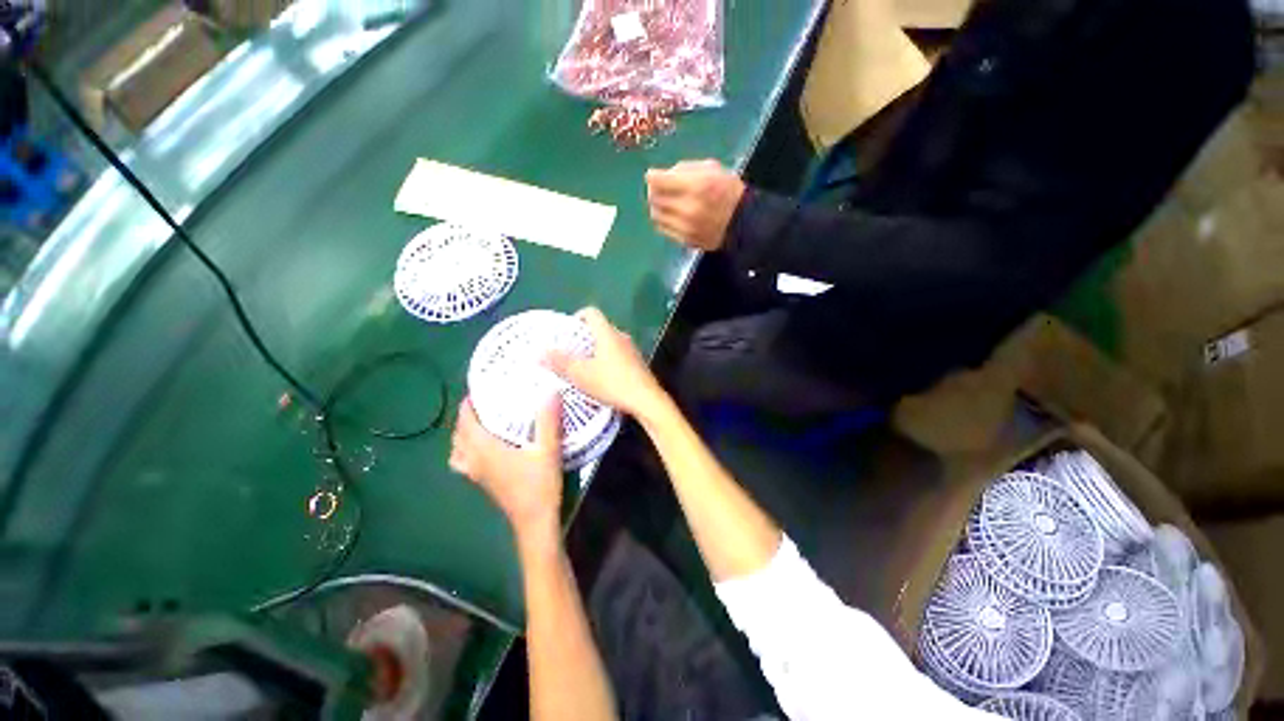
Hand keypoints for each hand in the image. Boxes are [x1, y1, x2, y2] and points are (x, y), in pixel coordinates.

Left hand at [450, 397, 562, 536]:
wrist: (535, 521)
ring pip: (457, 450)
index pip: (466, 422)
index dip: (467, 405)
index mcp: (485, 449)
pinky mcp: (483, 483)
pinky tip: (485, 448)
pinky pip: (463, 461)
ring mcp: (476, 474)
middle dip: (465, 417)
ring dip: (462, 435)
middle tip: (484, 403)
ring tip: (481, 423)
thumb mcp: (548, 449)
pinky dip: (466, 450)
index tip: (478, 390)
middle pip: (458, 435)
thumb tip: (550, 391)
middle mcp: (475, 460)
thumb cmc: (539, 484)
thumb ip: (548, 420)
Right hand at [546, 308, 665, 418]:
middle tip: (570, 352)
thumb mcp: (581, 375)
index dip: (577, 318)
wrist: (646, 400)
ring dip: (596, 351)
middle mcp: (621, 336)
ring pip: (609, 342)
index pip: (591, 313)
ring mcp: (632, 350)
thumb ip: (560, 363)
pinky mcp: (638, 363)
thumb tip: (540, 353)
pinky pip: (618, 354)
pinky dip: (607, 360)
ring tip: (583, 367)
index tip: (567, 333)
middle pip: (600, 328)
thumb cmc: (612, 383)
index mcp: (607, 333)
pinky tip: (602, 378)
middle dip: (584, 338)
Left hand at [646, 160, 745, 250]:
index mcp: (696, 186)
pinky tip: (671, 216)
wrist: (742, 223)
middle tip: (658, 188)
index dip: (652, 176)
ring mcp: (686, 227)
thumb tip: (660, 176)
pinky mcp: (685, 240)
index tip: (652, 175)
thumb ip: (684, 170)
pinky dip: (663, 220)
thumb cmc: (727, 191)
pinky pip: (664, 229)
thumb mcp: (711, 169)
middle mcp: (688, 208)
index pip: (659, 181)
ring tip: (665, 202)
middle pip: (654, 199)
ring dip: (657, 206)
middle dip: (653, 191)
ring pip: (657, 215)